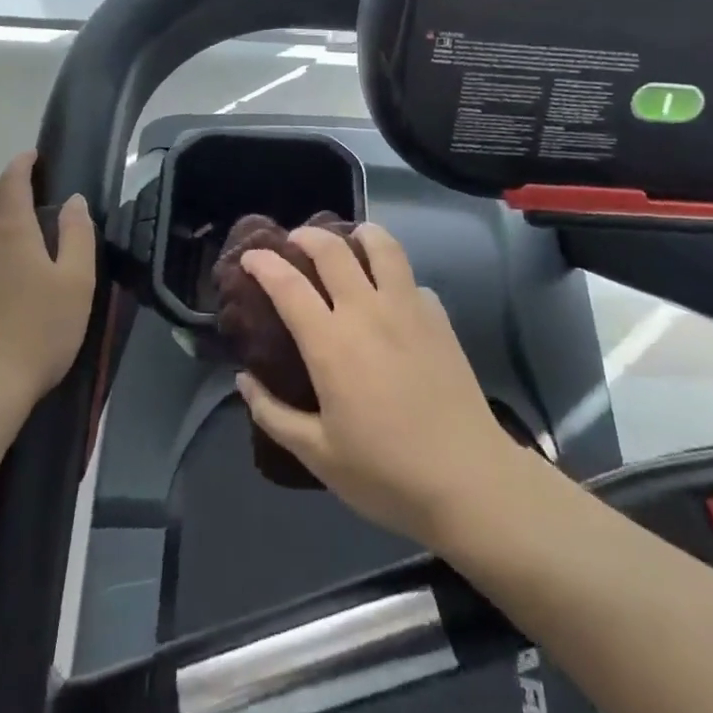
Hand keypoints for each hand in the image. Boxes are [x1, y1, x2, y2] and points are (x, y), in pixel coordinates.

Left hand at [0, 150, 95, 414]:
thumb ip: (77, 235)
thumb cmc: (38, 332)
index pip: (11, 181)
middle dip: (2, 189)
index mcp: (9, 230)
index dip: (22, 163)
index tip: (33, 156)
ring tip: (11, 244)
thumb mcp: (76, 282)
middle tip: (26, 199)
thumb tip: (73, 201)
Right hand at [233, 223, 522, 549]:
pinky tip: (391, 294)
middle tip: (295, 241)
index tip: (250, 257)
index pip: (288, 284)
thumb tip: (245, 379)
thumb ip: (274, 414)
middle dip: (306, 236)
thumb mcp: (318, 454)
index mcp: (330, 343)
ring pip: (381, 245)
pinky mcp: (438, 315)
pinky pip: (410, 278)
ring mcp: (407, 307)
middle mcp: (366, 311)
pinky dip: (393, 274)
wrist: (466, 478)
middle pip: (332, 249)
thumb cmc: (385, 473)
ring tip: (349, 241)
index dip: (264, 263)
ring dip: (358, 234)